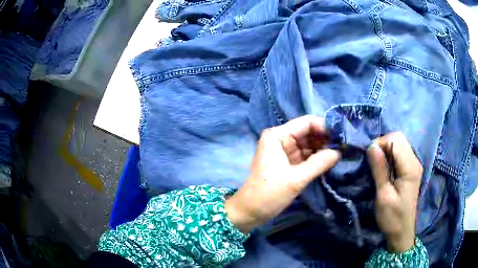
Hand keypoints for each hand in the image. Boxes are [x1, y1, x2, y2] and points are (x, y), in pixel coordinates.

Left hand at [225, 115, 340, 233]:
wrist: (250, 212)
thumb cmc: (269, 194)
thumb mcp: (296, 179)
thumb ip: (319, 163)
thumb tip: (339, 152)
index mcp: (277, 136)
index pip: (306, 123)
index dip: (324, 127)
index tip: (341, 137)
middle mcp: (280, 139)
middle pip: (308, 132)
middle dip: (325, 139)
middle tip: (344, 147)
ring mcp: (284, 151)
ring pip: (308, 144)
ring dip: (323, 149)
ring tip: (341, 153)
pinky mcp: (287, 163)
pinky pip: (305, 156)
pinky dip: (317, 158)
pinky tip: (330, 161)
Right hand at [366, 132, 422, 252]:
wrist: (402, 231)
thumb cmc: (392, 217)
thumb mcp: (383, 196)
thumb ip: (379, 170)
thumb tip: (371, 146)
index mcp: (410, 167)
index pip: (395, 140)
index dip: (380, 143)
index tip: (369, 158)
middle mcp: (414, 161)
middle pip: (399, 137)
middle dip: (383, 143)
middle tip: (373, 160)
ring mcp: (414, 164)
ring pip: (399, 143)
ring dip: (386, 149)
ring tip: (377, 164)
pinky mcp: (411, 169)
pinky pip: (400, 152)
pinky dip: (390, 154)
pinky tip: (385, 168)